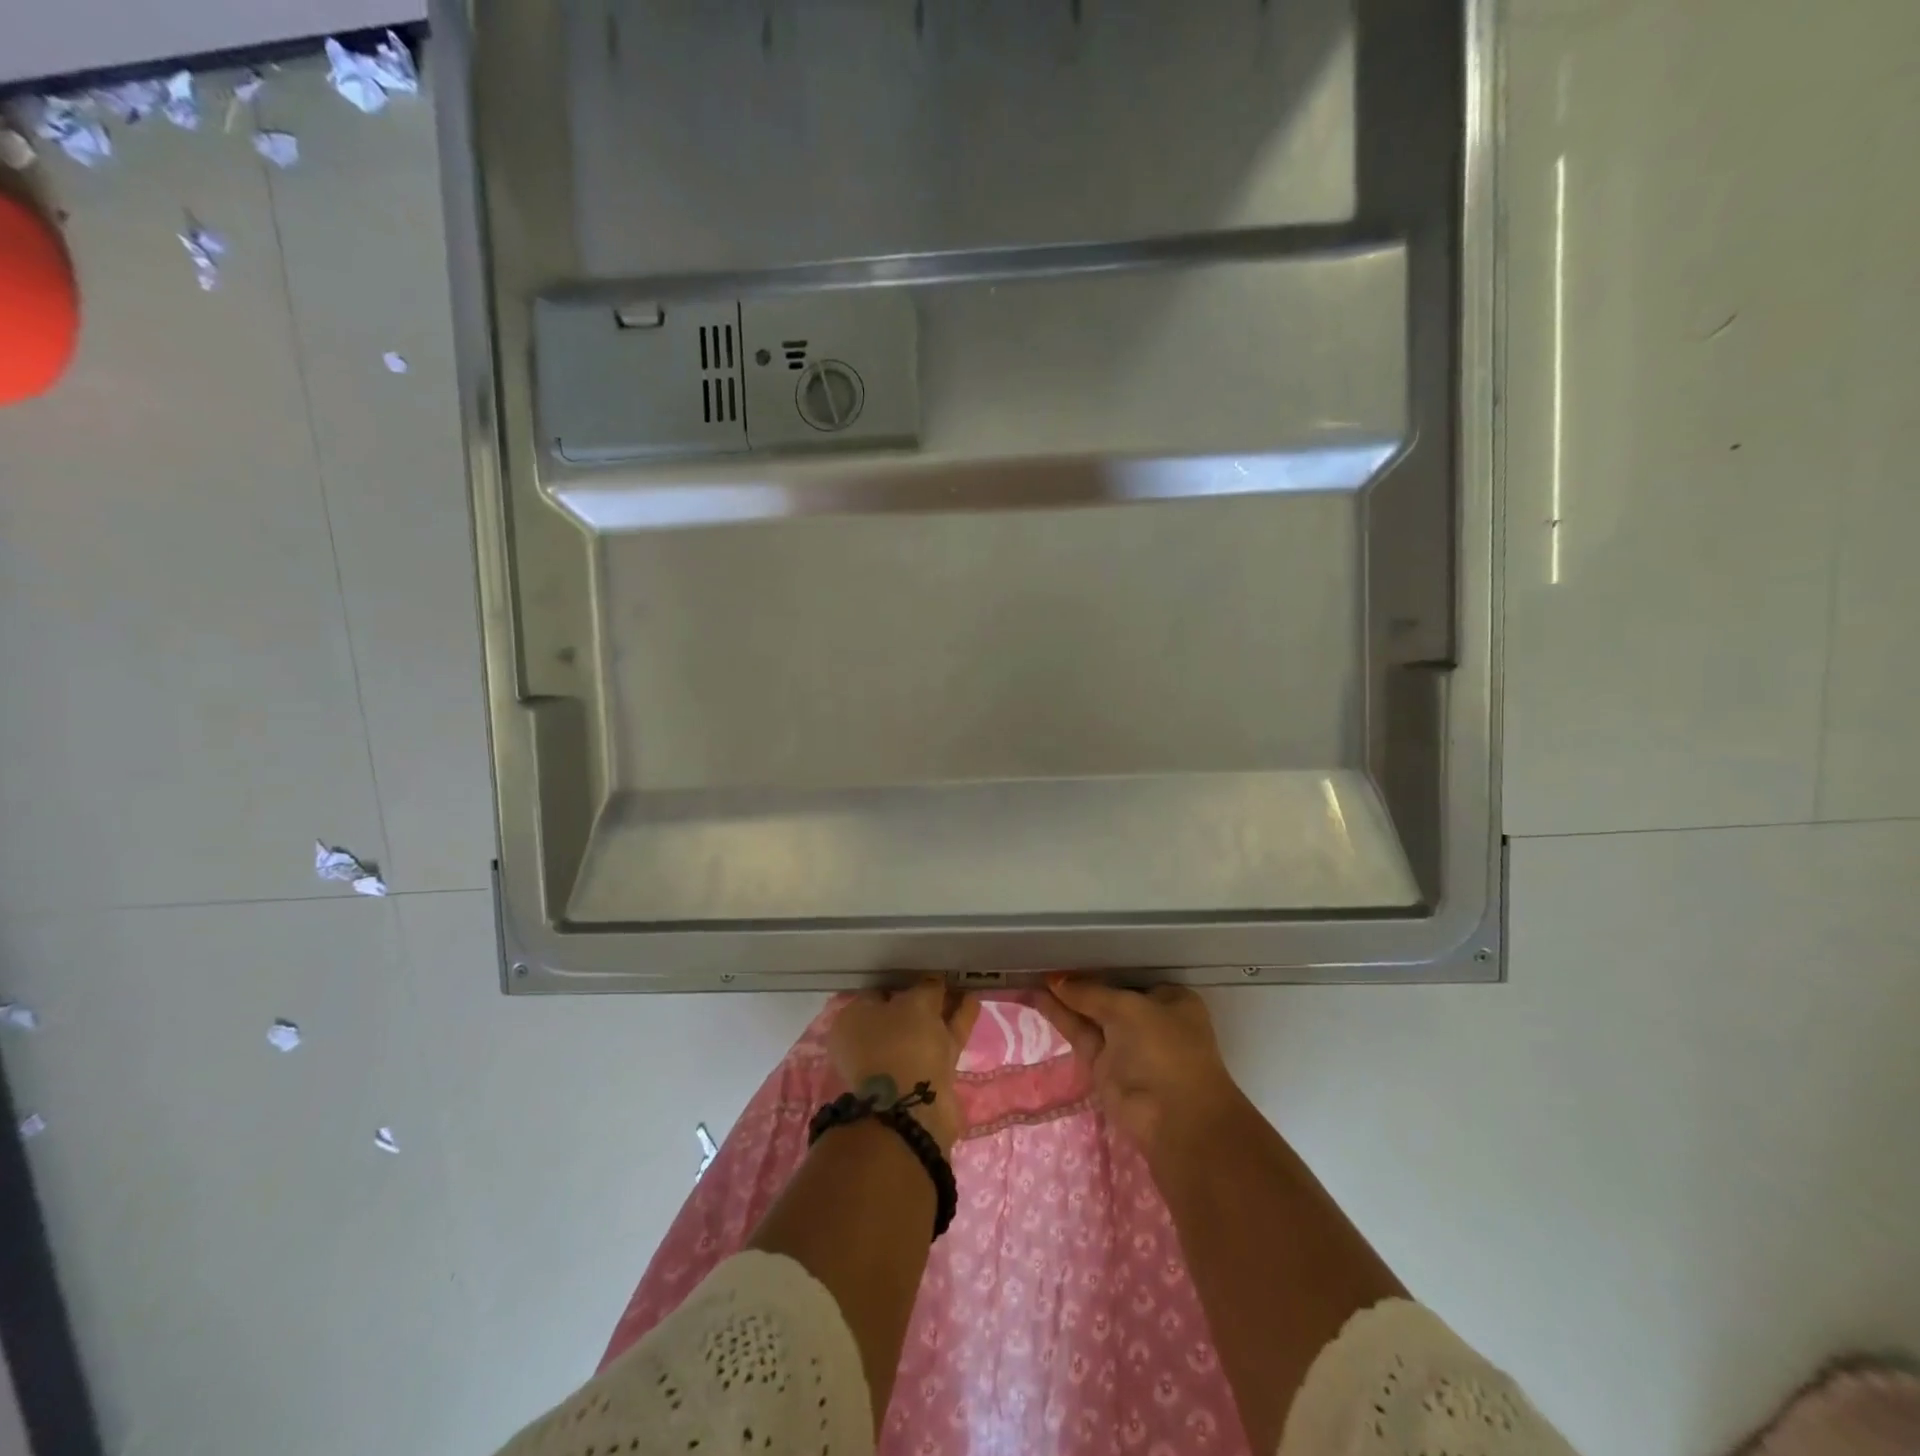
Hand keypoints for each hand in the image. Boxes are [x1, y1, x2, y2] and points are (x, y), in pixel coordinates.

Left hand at [828, 980, 979, 1153]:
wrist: (913, 1109)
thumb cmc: (902, 1043)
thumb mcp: (916, 1003)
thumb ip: (927, 988)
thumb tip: (934, 983)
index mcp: (853, 1021)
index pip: (878, 991)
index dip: (903, 980)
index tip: (924, 970)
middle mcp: (870, 1042)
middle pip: (902, 1011)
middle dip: (925, 996)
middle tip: (947, 977)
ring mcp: (897, 1061)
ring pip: (924, 1027)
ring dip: (945, 1008)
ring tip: (965, 985)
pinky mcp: (923, 1076)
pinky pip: (940, 1040)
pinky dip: (956, 1022)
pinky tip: (973, 1002)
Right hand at [1038, 977, 1243, 1161]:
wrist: (1173, 1119)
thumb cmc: (1163, 1049)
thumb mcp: (1128, 1009)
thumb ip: (1090, 993)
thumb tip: (1056, 980)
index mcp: (1170, 1000)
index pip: (1130, 976)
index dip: (1101, 965)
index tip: (1070, 953)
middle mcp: (1150, 1020)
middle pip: (1108, 996)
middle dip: (1079, 983)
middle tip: (1042, 961)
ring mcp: (1126, 1045)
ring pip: (1090, 1016)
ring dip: (1063, 999)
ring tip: (1030, 975)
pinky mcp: (1105, 1067)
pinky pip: (1080, 1034)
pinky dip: (1060, 1017)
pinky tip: (1037, 997)